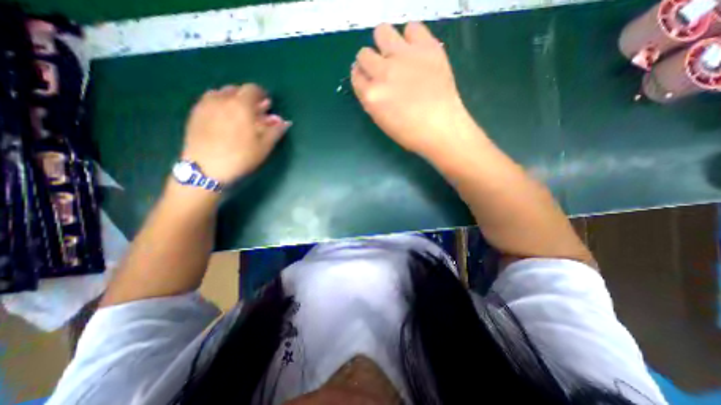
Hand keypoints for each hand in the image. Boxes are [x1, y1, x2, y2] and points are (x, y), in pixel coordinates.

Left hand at [182, 83, 290, 182]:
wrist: (206, 168)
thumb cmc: (241, 157)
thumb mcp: (264, 146)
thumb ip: (275, 131)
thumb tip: (285, 121)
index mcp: (241, 105)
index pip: (253, 89)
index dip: (262, 95)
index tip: (267, 105)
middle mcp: (222, 99)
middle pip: (237, 90)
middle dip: (248, 98)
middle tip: (255, 113)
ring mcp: (205, 105)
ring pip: (221, 93)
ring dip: (233, 100)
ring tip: (238, 115)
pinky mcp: (194, 113)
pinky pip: (209, 101)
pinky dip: (219, 104)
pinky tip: (223, 119)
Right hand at [351, 23, 480, 162]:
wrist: (441, 128)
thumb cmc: (410, 133)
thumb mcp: (382, 121)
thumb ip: (372, 101)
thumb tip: (371, 84)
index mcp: (371, 95)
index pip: (356, 76)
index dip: (361, 75)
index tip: (368, 77)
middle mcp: (383, 73)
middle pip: (364, 54)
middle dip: (369, 61)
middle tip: (382, 69)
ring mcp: (404, 57)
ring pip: (382, 32)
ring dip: (384, 42)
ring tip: (395, 53)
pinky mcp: (426, 47)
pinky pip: (412, 27)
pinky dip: (411, 36)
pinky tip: (415, 50)